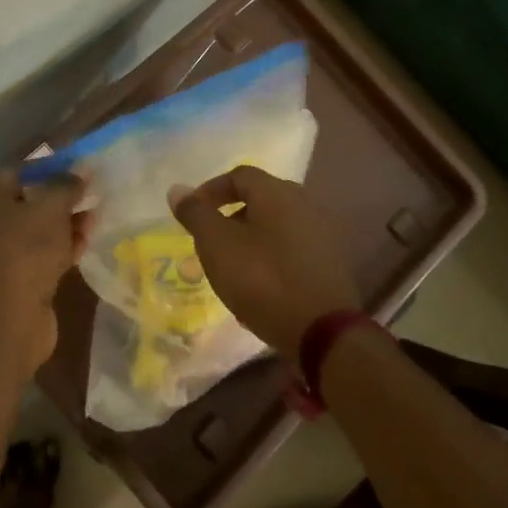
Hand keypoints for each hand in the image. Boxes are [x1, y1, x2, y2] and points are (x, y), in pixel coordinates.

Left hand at [0, 170, 88, 374]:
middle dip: (58, 201)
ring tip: (93, 222)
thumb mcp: (52, 207)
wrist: (7, 317)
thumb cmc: (25, 248)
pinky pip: (32, 258)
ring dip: (61, 227)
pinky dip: (55, 251)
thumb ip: (66, 185)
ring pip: (30, 234)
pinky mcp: (2, 284)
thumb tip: (79, 173)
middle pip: (23, 204)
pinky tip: (82, 247)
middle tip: (88, 199)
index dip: (49, 170)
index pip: (15, 172)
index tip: (77, 173)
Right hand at [169, 166, 357, 358]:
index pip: (239, 175)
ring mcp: (322, 233)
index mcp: (277, 192)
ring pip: (275, 226)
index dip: (211, 190)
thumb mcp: (217, 245)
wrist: (322, 331)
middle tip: (210, 242)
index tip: (192, 214)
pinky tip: (259, 287)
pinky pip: (291, 249)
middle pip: (260, 199)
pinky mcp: (330, 263)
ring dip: (250, 240)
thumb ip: (196, 214)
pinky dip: (270, 258)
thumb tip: (177, 190)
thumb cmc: (263, 280)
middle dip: (230, 217)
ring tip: (231, 268)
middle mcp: (304, 203)